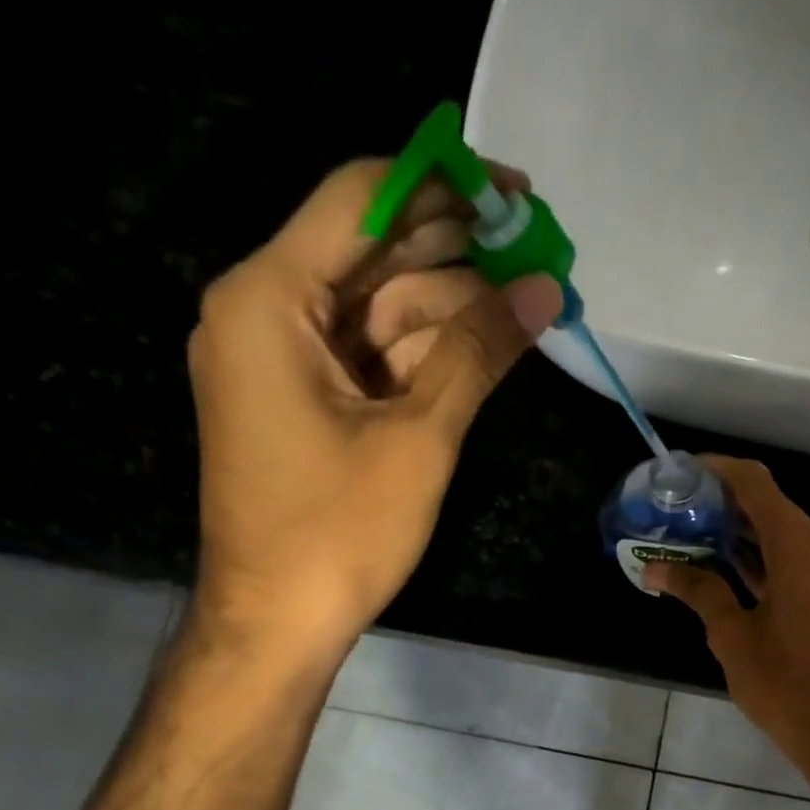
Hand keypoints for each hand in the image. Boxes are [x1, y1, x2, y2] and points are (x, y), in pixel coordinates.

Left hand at [186, 157, 563, 666]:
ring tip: (531, 302)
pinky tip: (487, 346)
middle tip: (538, 252)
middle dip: (459, 253)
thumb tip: (545, 290)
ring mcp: (283, 360)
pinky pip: (372, 356)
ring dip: (453, 308)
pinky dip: (426, 353)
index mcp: (270, 299)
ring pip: (380, 309)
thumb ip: (479, 352)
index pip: (361, 199)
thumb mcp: (419, 435)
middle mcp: (265, 312)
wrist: (277, 623)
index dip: (443, 186)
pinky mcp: (304, 401)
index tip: (513, 193)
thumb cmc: (339, 531)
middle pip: (373, 254)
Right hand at [645, 457, 809, 780]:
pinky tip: (726, 566)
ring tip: (693, 535)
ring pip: (785, 534)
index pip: (757, 485)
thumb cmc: (784, 683)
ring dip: (743, 533)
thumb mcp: (732, 635)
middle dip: (725, 504)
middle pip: (772, 507)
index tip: (683, 470)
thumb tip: (656, 570)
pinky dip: (763, 557)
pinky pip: (797, 560)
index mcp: (801, 549)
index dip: (719, 470)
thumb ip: (698, 591)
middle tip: (679, 510)